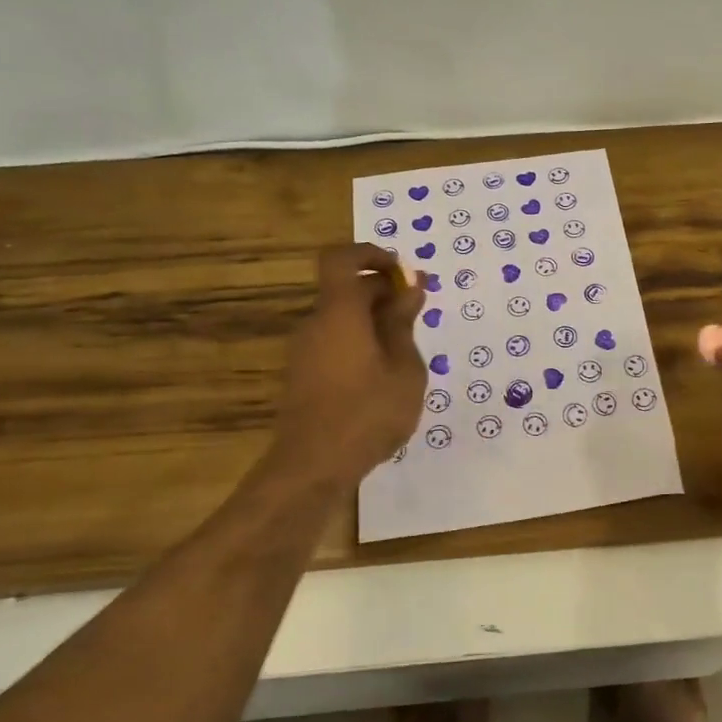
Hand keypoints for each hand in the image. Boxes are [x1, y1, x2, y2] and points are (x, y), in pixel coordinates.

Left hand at [271, 244, 427, 487]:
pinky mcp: (302, 376)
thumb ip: (403, 324)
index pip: (341, 259)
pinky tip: (384, 376)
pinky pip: (334, 342)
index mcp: (339, 313)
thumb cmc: (368, 413)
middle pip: (345, 290)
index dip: (370, 254)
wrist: (313, 467)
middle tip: (418, 313)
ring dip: (374, 321)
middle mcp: (316, 324)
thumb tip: (409, 288)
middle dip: (383, 292)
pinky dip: (360, 343)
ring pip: (342, 318)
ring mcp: (304, 351)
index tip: (402, 272)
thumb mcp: (404, 369)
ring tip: (407, 351)